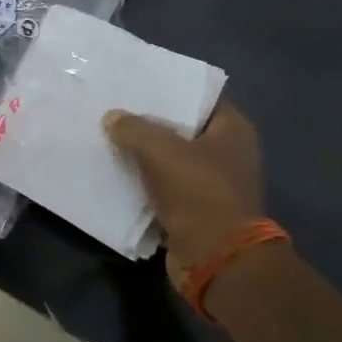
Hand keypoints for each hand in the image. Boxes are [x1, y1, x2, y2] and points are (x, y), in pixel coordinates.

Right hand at [103, 101, 264, 287]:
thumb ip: (133, 128)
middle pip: (182, 127)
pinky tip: (115, 170)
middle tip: (115, 106)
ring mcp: (212, 183)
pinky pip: (163, 185)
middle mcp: (227, 153)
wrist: (216, 260)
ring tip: (109, 134)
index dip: (170, 87)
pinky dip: (144, 181)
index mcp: (233, 130)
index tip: (138, 80)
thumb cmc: (199, 194)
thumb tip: (112, 118)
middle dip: (150, 120)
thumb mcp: (161, 151)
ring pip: (170, 158)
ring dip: (144, 153)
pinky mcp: (195, 209)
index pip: (200, 96)